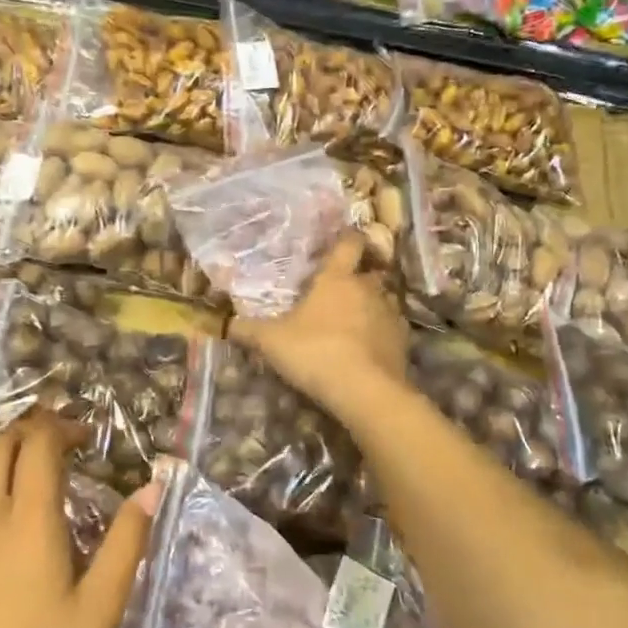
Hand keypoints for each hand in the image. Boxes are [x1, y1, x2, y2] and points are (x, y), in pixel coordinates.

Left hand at [0, 412, 155, 627]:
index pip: (39, 444)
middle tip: (62, 440)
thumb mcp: (100, 610)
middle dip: (32, 429)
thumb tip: (153, 486)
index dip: (63, 427)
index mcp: (28, 518)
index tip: (88, 435)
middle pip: (0, 444)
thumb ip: (127, 541)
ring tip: (26, 458)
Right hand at [229, 234, 408, 416]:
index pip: (348, 244)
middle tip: (342, 287)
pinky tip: (369, 347)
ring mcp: (390, 314)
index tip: (344, 237)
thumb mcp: (271, 342)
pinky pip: (392, 328)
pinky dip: (382, 333)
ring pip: (384, 299)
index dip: (347, 238)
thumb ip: (248, 330)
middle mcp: (368, 289)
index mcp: (337, 279)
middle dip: (359, 277)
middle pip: (370, 272)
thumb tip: (224, 323)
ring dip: (372, 305)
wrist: (365, 390)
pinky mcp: (403, 341)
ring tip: (356, 319)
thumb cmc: (315, 352)